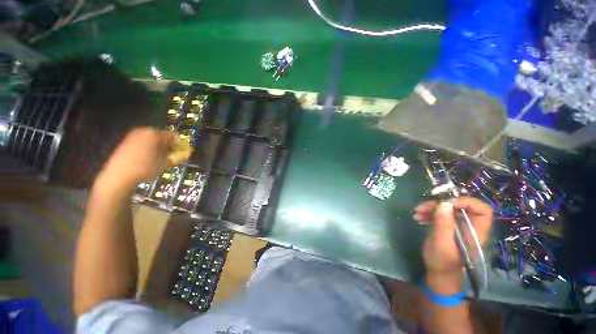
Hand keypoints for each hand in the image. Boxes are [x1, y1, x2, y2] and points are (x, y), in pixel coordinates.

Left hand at [101, 127, 175, 186]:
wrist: (119, 175)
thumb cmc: (145, 168)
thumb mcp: (164, 163)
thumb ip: (176, 155)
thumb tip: (185, 152)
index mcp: (155, 134)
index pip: (173, 136)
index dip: (179, 144)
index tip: (181, 152)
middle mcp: (144, 131)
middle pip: (162, 136)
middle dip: (168, 145)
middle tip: (170, 156)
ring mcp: (134, 135)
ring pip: (152, 139)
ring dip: (158, 147)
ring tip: (159, 158)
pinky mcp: (126, 141)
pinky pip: (143, 142)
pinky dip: (149, 148)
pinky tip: (148, 158)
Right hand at [414, 197, 492, 293]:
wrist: (438, 274)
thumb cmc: (442, 262)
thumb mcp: (442, 243)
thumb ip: (444, 224)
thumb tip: (445, 203)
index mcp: (475, 232)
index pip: (482, 210)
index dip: (467, 202)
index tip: (447, 202)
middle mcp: (469, 226)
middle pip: (460, 207)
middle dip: (441, 204)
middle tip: (424, 206)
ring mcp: (457, 226)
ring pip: (448, 209)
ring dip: (431, 208)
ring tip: (417, 211)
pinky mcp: (447, 227)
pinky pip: (440, 214)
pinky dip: (429, 213)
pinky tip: (418, 216)